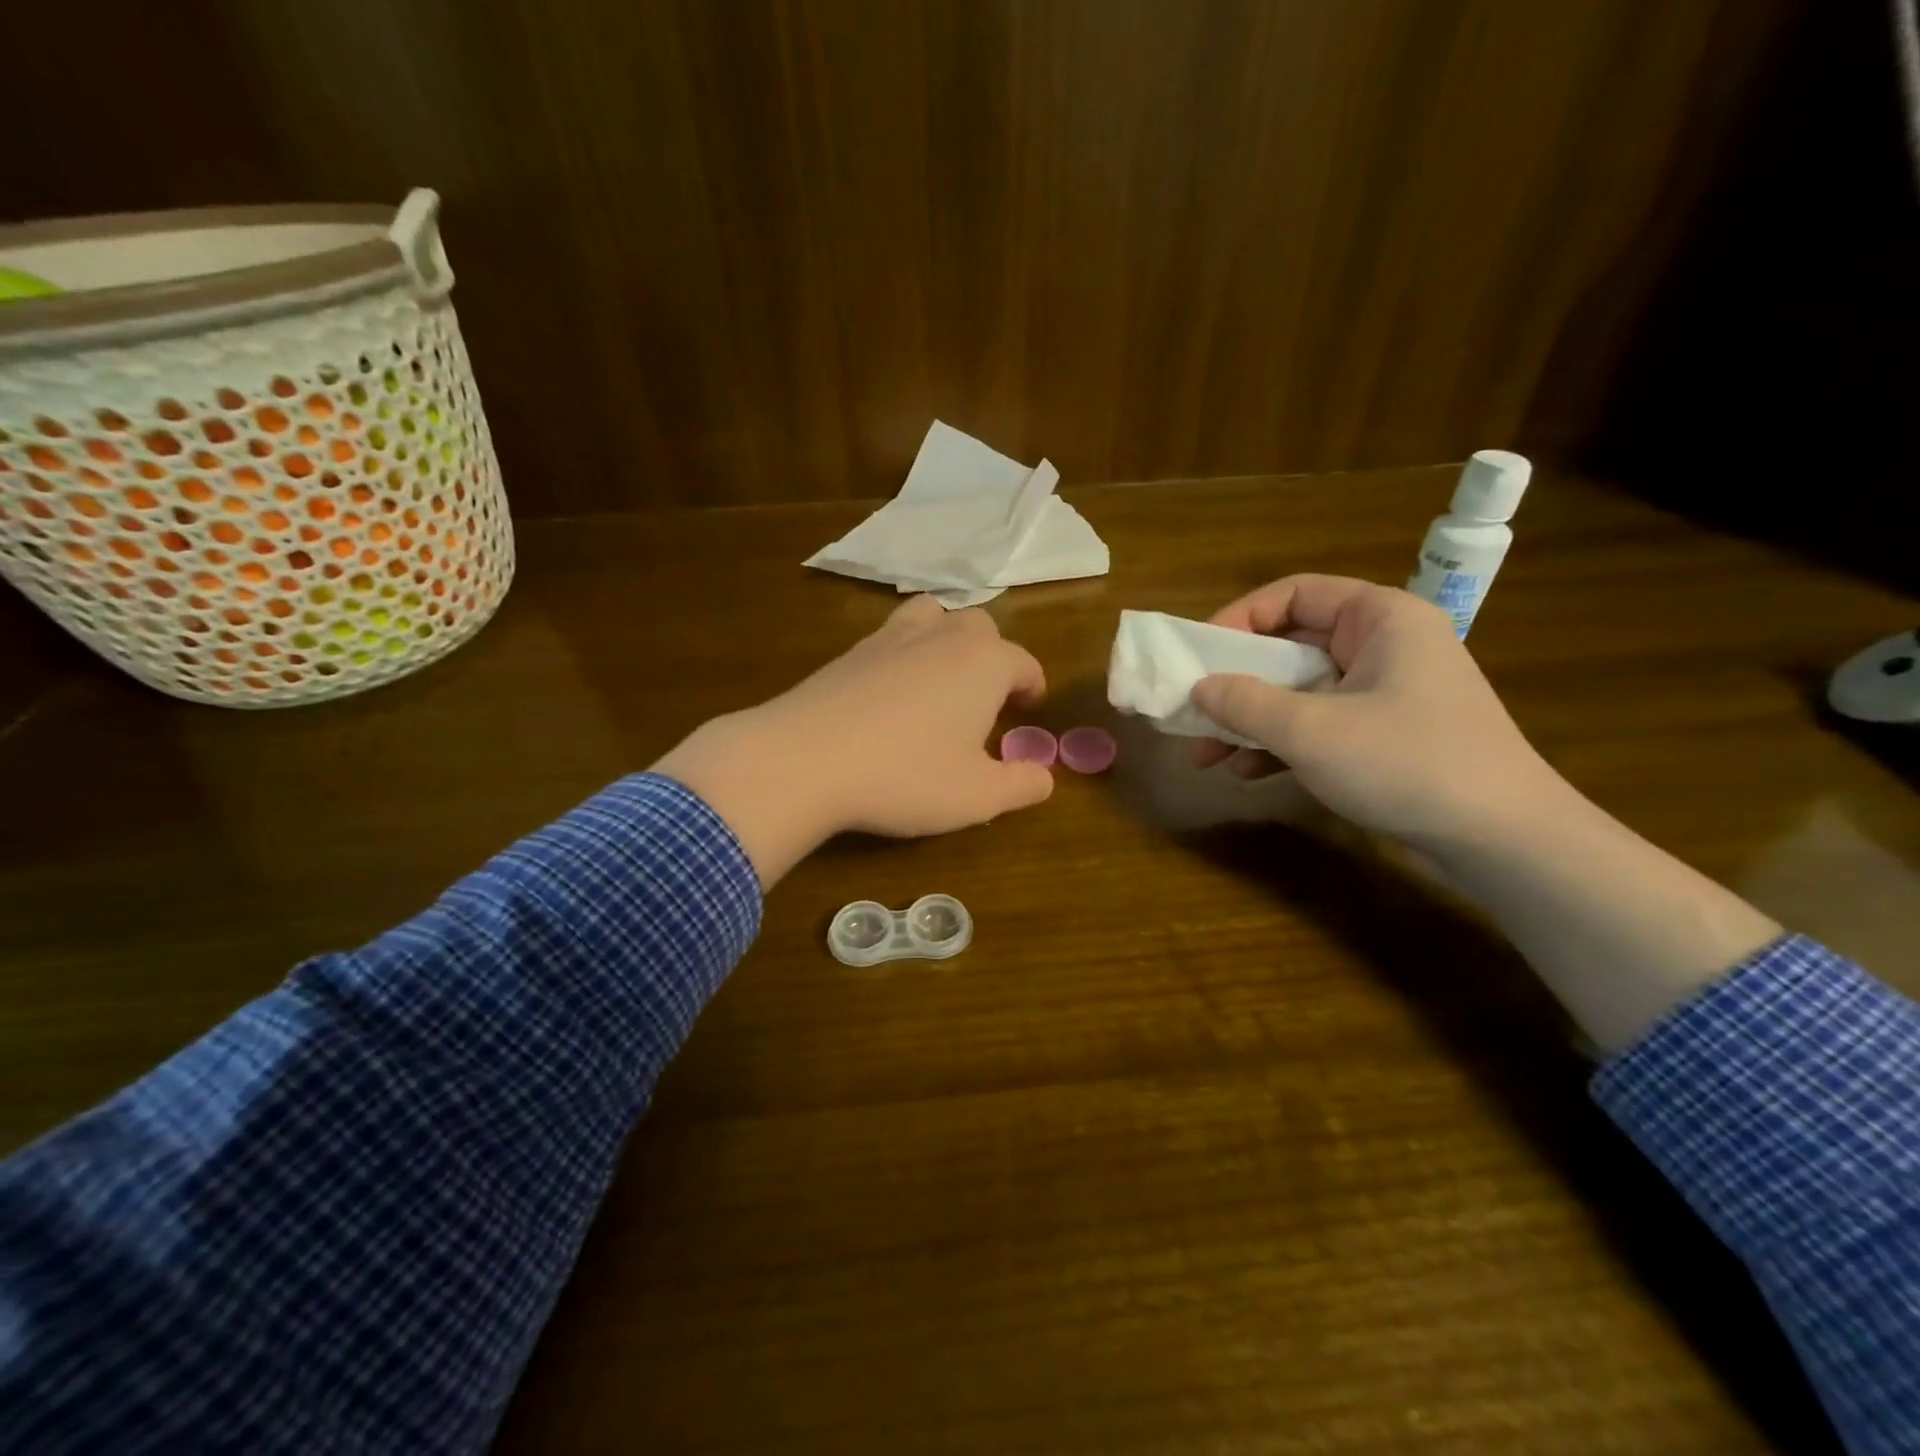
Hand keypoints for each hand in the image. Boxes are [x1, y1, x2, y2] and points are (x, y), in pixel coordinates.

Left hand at [654, 596, 1052, 883]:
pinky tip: (891, 694)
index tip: (1029, 710)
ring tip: (941, 680)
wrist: (805, 759)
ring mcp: (890, 637)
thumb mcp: (979, 796)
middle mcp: (942, 637)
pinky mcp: (849, 652)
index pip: (1024, 663)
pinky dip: (903, 655)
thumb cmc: (907, 776)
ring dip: (946, 640)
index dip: (1032, 687)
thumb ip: (1023, 784)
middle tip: (986, 701)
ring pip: (932, 617)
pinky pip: (891, 638)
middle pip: (980, 628)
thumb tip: (1044, 777)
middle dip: (992, 658)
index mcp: (984, 663)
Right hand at [1191, 574, 1782, 1049]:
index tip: (1199, 656)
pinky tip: (1247, 772)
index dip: (1239, 618)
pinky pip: (1319, 723)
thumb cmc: (1405, 763)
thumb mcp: (1310, 730)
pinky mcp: (1386, 734)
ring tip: (1206, 756)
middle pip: (1291, 646)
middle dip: (1236, 683)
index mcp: (1380, 618)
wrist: (1501, 840)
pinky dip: (1281, 743)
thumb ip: (1245, 703)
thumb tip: (1198, 688)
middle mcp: (1384, 645)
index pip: (1294, 594)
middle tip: (1193, 712)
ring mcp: (1387, 692)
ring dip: (1251, 720)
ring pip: (1300, 691)